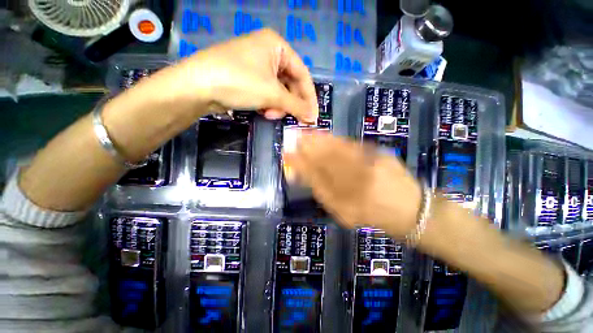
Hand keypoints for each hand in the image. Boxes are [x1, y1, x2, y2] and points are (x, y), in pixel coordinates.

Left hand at [161, 28, 318, 122]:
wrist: (197, 86)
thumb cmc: (239, 82)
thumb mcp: (272, 94)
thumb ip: (296, 106)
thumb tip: (313, 117)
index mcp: (277, 46)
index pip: (302, 74)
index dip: (309, 97)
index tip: (313, 116)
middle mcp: (268, 52)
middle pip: (290, 83)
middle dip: (290, 103)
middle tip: (290, 118)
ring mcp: (257, 65)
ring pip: (279, 91)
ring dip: (278, 106)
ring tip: (270, 114)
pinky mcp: (248, 78)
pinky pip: (267, 93)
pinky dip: (268, 104)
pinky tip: (262, 111)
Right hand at [284, 132, 421, 236]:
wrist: (411, 210)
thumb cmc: (374, 216)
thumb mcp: (345, 214)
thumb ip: (325, 195)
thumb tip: (306, 176)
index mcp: (347, 204)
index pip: (316, 179)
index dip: (300, 165)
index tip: (287, 155)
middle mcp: (358, 185)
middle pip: (326, 161)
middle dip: (307, 148)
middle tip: (294, 138)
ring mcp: (371, 168)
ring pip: (339, 151)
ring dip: (319, 140)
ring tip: (306, 133)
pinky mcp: (381, 156)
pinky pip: (353, 146)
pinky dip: (336, 139)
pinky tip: (326, 135)